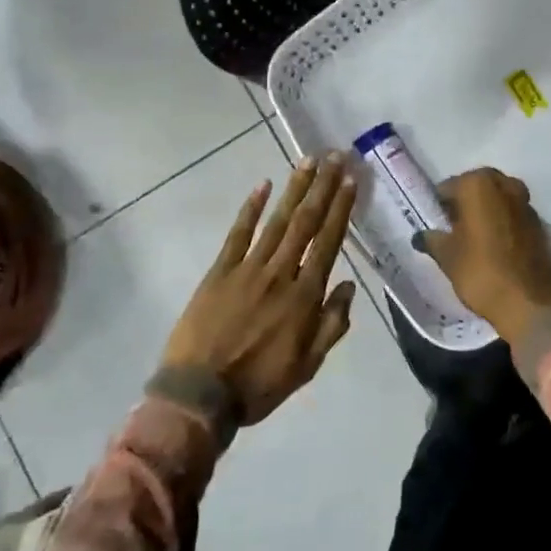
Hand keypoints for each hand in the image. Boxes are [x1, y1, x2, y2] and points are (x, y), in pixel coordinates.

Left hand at [161, 154, 357, 424]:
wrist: (200, 394)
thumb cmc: (259, 384)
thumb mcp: (307, 366)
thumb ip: (332, 325)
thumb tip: (349, 286)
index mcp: (305, 296)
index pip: (329, 242)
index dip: (341, 209)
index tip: (350, 180)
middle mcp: (281, 273)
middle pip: (306, 222)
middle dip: (322, 187)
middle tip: (334, 156)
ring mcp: (248, 268)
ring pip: (277, 221)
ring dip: (294, 189)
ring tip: (307, 161)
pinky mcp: (220, 270)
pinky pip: (238, 233)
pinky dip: (251, 208)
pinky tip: (262, 185)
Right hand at [416, 168, 550, 341]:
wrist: (528, 304)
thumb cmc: (480, 272)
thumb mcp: (446, 256)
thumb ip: (432, 239)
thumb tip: (422, 235)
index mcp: (478, 185)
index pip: (448, 187)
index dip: (439, 206)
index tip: (435, 224)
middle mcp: (505, 185)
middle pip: (477, 188)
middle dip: (465, 203)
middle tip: (453, 228)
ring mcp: (526, 204)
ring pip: (499, 200)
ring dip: (487, 212)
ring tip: (473, 238)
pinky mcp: (541, 225)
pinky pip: (514, 216)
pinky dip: (503, 224)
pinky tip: (495, 247)